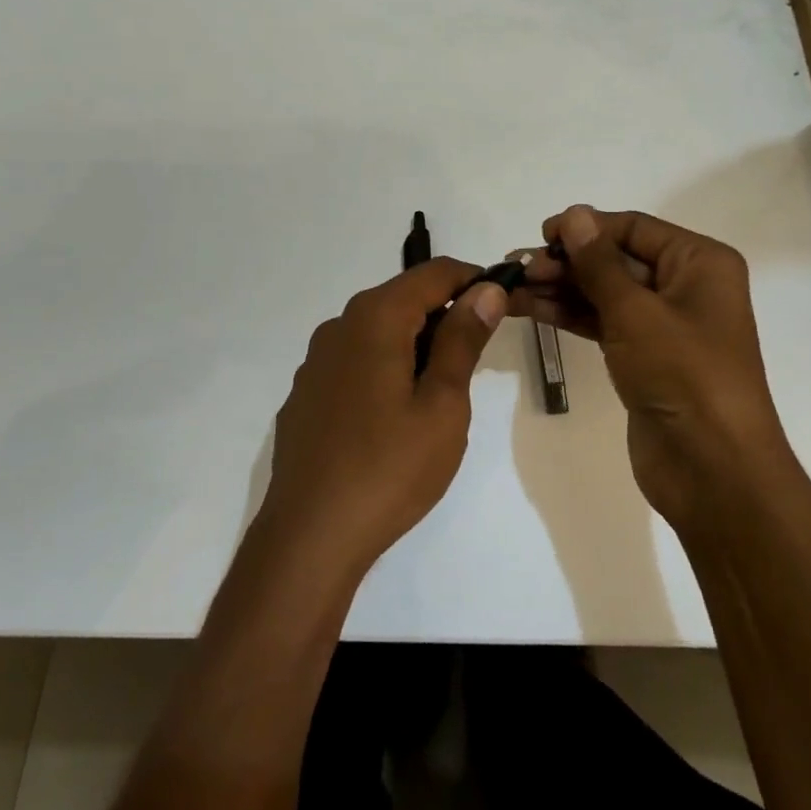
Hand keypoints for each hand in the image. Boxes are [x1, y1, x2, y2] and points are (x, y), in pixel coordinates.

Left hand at [259, 258, 507, 574]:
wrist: (309, 536)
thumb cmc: (389, 469)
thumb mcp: (442, 404)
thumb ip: (463, 340)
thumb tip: (486, 290)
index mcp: (375, 318)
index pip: (433, 273)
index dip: (474, 279)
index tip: (503, 304)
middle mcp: (339, 326)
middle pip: (403, 298)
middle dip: (445, 314)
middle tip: (478, 357)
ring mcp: (317, 361)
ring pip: (378, 330)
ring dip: (415, 343)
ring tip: (440, 391)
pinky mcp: (307, 393)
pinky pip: (355, 360)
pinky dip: (385, 366)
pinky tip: (394, 415)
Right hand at [511, 205, 789, 531]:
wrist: (711, 468)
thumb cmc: (683, 375)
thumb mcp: (636, 311)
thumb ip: (599, 262)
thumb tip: (574, 214)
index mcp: (699, 263)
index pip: (634, 228)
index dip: (586, 227)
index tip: (541, 235)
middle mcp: (685, 286)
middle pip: (617, 259)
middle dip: (568, 261)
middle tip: (520, 269)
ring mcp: (664, 324)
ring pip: (605, 293)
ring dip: (561, 288)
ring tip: (513, 288)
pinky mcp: (644, 357)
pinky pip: (603, 323)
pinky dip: (570, 315)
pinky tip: (531, 309)